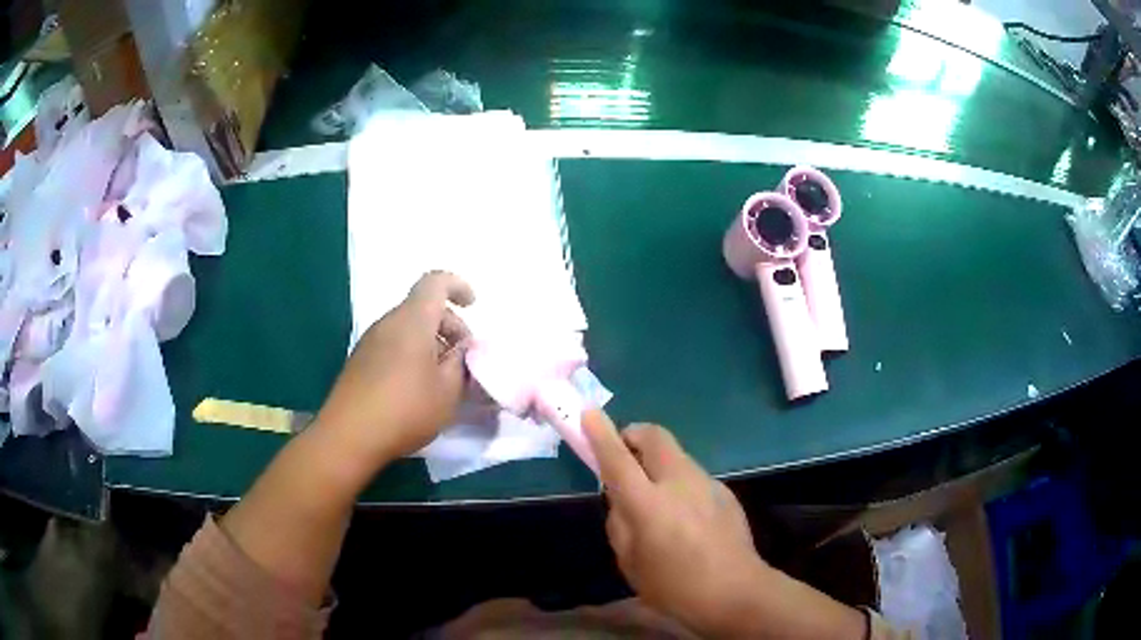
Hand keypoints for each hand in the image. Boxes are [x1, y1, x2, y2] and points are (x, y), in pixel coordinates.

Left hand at [316, 271, 473, 469]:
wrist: (349, 436)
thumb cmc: (405, 409)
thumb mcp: (448, 391)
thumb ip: (461, 363)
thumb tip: (462, 350)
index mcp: (412, 321)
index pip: (435, 282)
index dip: (457, 286)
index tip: (473, 305)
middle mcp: (389, 323)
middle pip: (423, 307)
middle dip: (449, 325)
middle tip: (464, 358)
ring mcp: (370, 342)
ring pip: (408, 328)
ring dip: (431, 343)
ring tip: (445, 378)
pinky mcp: (360, 362)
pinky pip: (393, 345)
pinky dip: (413, 354)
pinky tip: (419, 389)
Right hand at [583, 411, 766, 636]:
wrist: (735, 591)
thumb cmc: (674, 587)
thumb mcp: (630, 563)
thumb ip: (620, 524)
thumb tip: (620, 499)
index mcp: (648, 505)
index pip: (618, 458)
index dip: (601, 433)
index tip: (589, 413)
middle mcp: (679, 483)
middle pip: (656, 436)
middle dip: (635, 434)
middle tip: (625, 453)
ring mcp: (706, 483)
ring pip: (676, 455)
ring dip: (658, 461)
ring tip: (656, 494)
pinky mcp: (724, 491)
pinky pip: (693, 475)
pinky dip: (679, 482)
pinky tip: (686, 515)